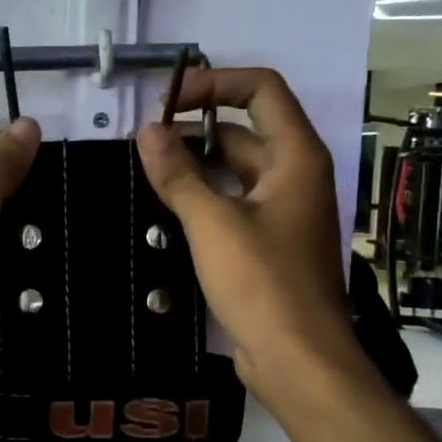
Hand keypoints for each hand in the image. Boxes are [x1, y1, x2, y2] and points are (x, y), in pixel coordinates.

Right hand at [136, 67, 358, 397]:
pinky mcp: (269, 242)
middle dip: (195, 127)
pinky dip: (203, 196)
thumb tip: (147, 131)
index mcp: (296, 156)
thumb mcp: (212, 223)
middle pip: (245, 129)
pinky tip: (166, 207)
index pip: (261, 90)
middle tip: (143, 141)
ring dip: (195, 163)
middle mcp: (295, 175)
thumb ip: (178, 174)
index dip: (215, 83)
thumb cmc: (262, 282)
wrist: (297, 358)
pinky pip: (233, 202)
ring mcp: (283, 210)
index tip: (167, 101)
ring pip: (235, 169)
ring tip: (146, 170)